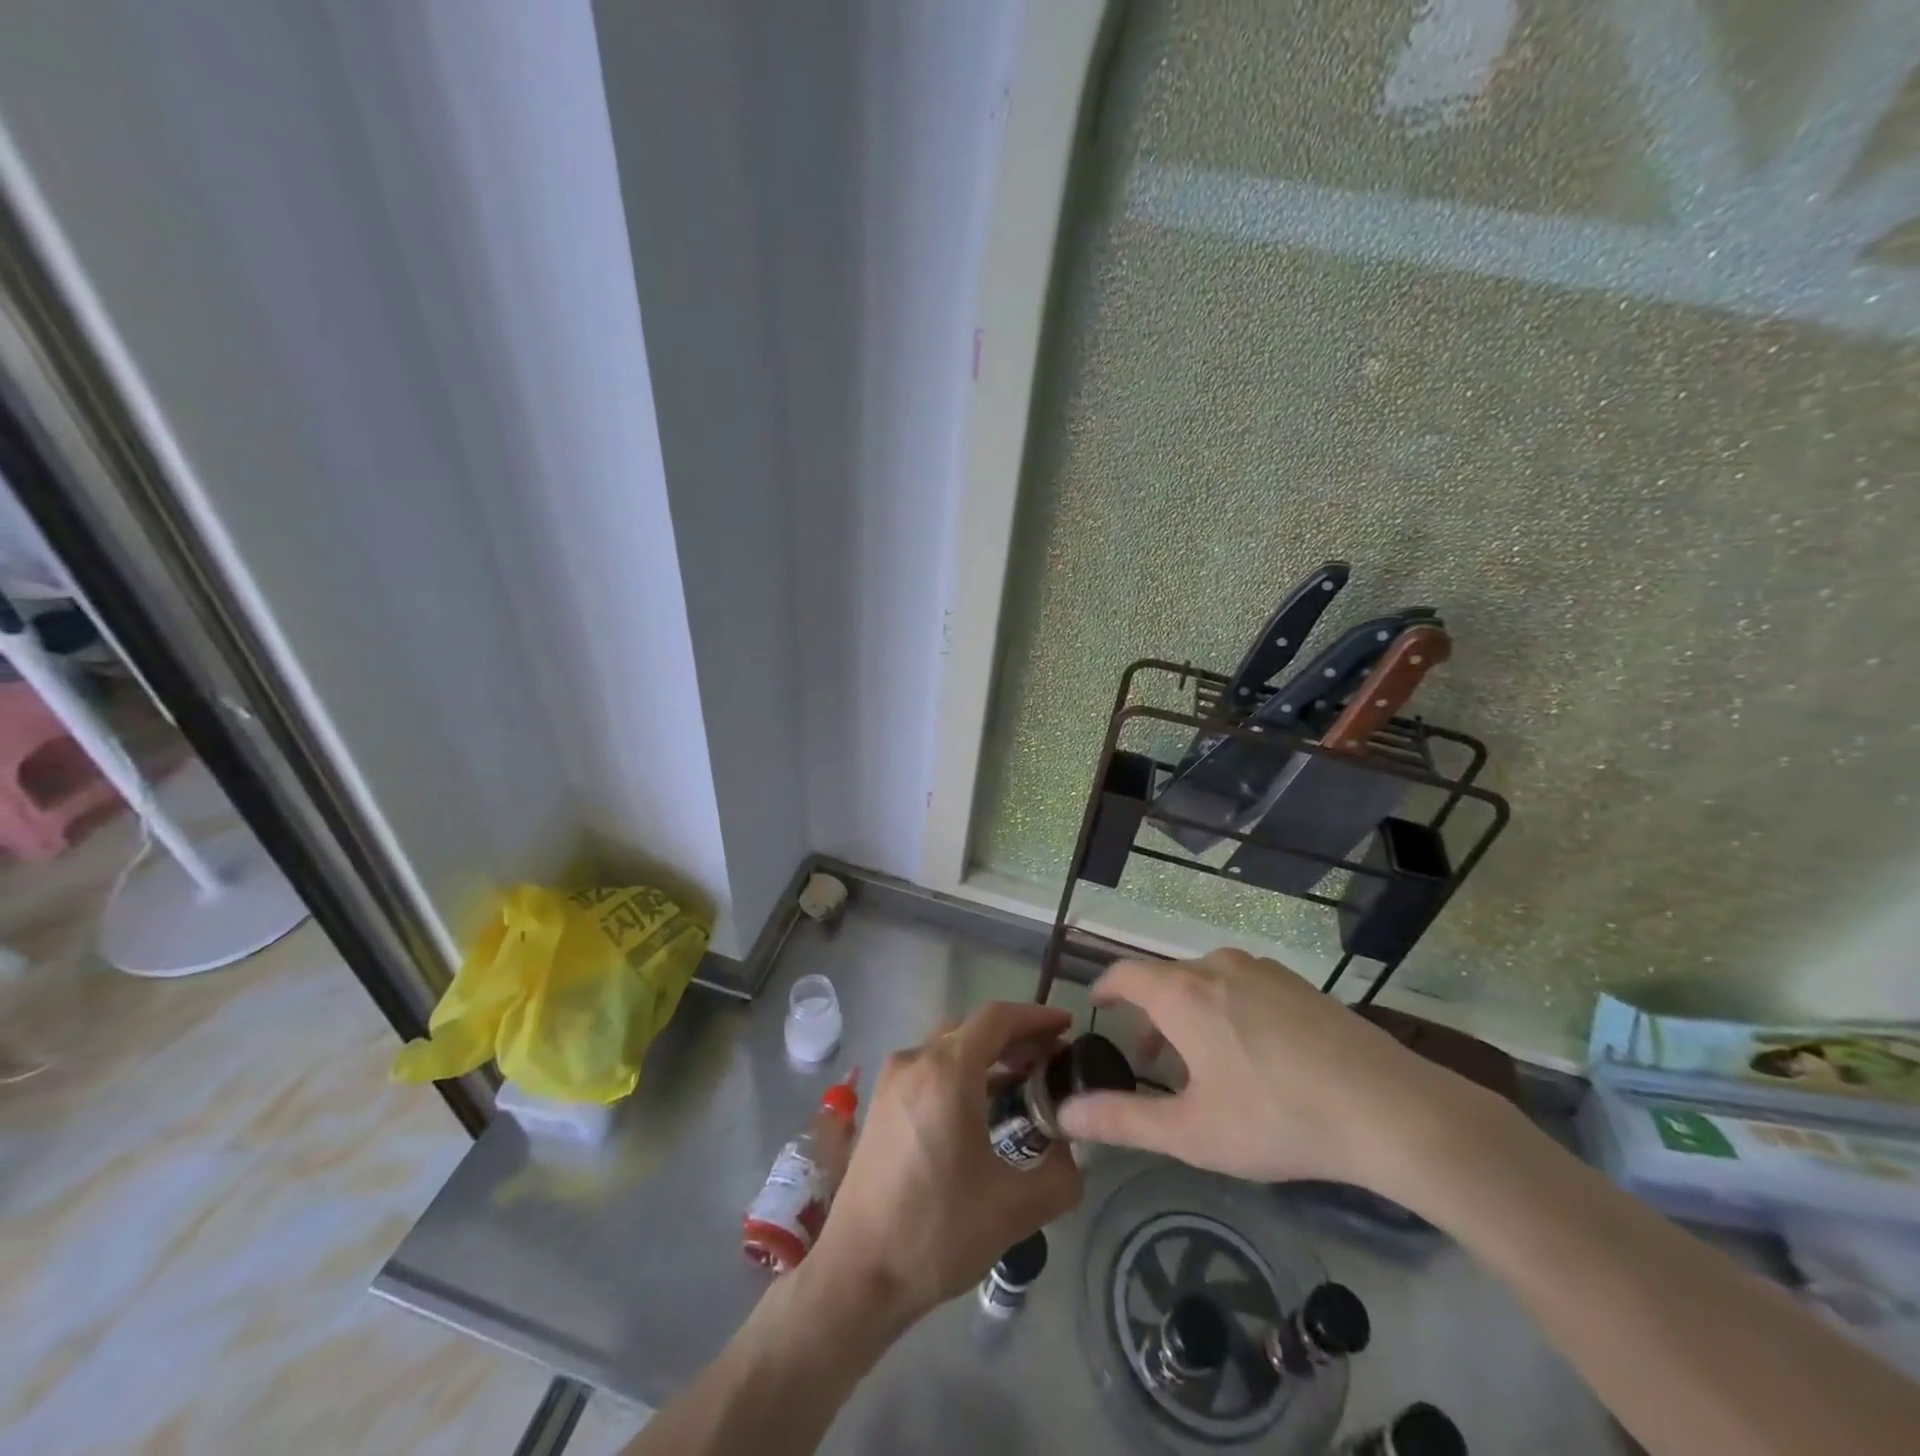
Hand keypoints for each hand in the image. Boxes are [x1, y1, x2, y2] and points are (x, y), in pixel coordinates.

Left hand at [808, 1001, 1083, 1325]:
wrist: (858, 1274)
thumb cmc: (937, 1234)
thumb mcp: (1014, 1210)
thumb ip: (1060, 1175)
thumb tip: (1071, 1152)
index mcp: (946, 1072)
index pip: (997, 1018)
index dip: (1036, 1016)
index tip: (1067, 1027)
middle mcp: (915, 1062)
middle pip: (973, 1028)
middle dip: (1016, 1036)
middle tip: (1052, 1058)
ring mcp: (892, 1080)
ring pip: (949, 1046)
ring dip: (988, 1053)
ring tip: (1024, 1079)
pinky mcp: (881, 1102)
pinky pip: (930, 1067)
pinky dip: (962, 1070)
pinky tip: (982, 1103)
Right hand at [1057, 949, 1494, 1205]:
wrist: (1389, 1108)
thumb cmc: (1276, 1118)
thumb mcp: (1192, 1132)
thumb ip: (1122, 1120)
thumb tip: (1065, 1113)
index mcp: (1182, 993)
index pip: (1124, 974)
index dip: (1105, 990)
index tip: (1097, 1009)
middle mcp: (1216, 966)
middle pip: (1166, 980)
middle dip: (1149, 1015)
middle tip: (1150, 1060)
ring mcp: (1262, 970)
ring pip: (1205, 980)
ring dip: (1188, 1012)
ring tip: (1201, 1062)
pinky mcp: (1298, 983)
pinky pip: (1242, 985)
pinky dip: (1225, 1008)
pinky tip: (1252, 1054)